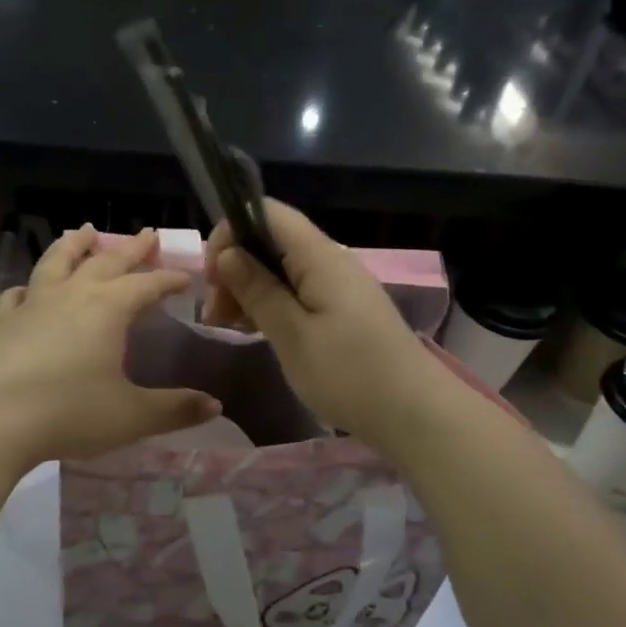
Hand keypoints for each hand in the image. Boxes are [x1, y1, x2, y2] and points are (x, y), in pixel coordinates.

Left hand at [0, 226, 219, 468]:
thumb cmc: (69, 413)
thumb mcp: (132, 416)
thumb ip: (175, 409)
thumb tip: (215, 405)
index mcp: (108, 309)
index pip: (147, 285)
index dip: (169, 279)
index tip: (186, 277)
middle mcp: (72, 296)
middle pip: (106, 262)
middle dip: (131, 249)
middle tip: (147, 234)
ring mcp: (33, 305)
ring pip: (57, 262)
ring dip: (75, 246)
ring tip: (85, 232)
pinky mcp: (2, 324)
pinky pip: (18, 295)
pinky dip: (29, 287)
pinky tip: (28, 289)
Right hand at [202, 200, 441, 446]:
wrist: (413, 413)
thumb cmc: (348, 374)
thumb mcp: (292, 335)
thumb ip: (258, 291)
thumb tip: (228, 253)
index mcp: (319, 257)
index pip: (268, 213)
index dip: (232, 232)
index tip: (212, 275)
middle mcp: (330, 261)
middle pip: (271, 242)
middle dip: (234, 267)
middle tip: (214, 313)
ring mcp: (338, 286)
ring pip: (281, 270)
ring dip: (248, 289)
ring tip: (226, 325)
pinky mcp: (342, 310)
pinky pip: (297, 292)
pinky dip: (270, 304)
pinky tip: (254, 329)